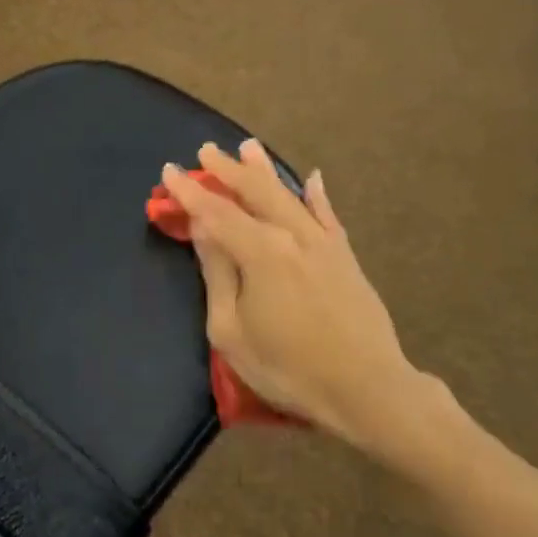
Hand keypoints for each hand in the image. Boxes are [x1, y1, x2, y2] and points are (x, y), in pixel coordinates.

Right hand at [160, 141, 425, 449]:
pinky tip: (313, 179)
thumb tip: (203, 229)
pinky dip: (318, 195)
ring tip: (248, 148)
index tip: (170, 170)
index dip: (190, 190)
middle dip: (227, 169)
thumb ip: (217, 273)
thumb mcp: (231, 331)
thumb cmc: (288, 368)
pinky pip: (328, 215)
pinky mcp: (345, 257)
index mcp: (261, 251)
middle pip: (254, 191)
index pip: (215, 211)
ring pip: (288, 195)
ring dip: (265, 171)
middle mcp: (292, 234)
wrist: (367, 388)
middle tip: (207, 150)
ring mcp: (323, 242)